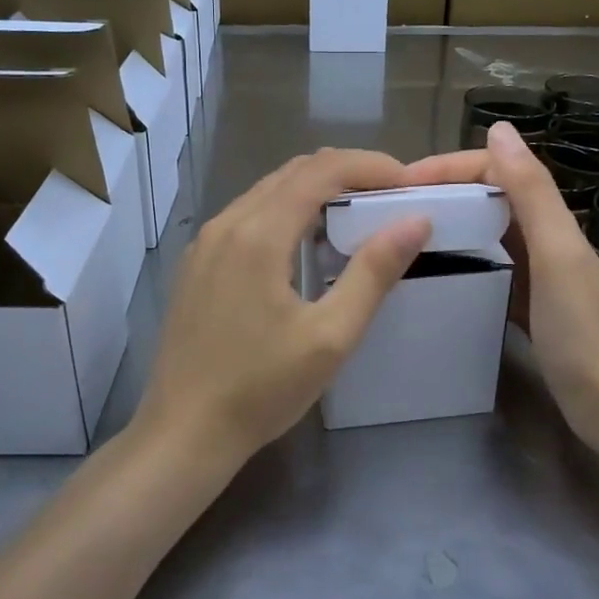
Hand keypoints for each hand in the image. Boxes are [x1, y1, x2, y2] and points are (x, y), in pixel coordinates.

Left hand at [137, 148, 431, 461]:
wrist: (183, 432)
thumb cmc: (261, 389)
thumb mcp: (331, 337)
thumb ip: (374, 273)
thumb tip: (415, 221)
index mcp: (259, 233)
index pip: (323, 170)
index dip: (370, 165)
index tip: (409, 182)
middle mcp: (227, 223)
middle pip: (295, 171)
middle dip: (347, 172)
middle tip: (390, 195)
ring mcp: (206, 242)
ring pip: (268, 190)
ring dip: (316, 190)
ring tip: (358, 214)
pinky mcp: (197, 263)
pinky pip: (249, 214)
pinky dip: (287, 210)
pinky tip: (307, 243)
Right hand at [405, 122, 598, 422]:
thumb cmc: (580, 328)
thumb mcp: (556, 253)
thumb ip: (531, 192)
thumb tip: (500, 128)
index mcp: (547, 217)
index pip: (492, 169)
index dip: (448, 167)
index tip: (400, 184)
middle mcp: (539, 233)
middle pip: (484, 195)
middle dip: (440, 190)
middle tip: (390, 209)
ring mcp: (531, 267)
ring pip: (482, 227)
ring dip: (446, 219)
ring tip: (400, 233)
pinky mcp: (522, 297)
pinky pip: (484, 261)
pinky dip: (457, 254)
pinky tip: (431, 269)